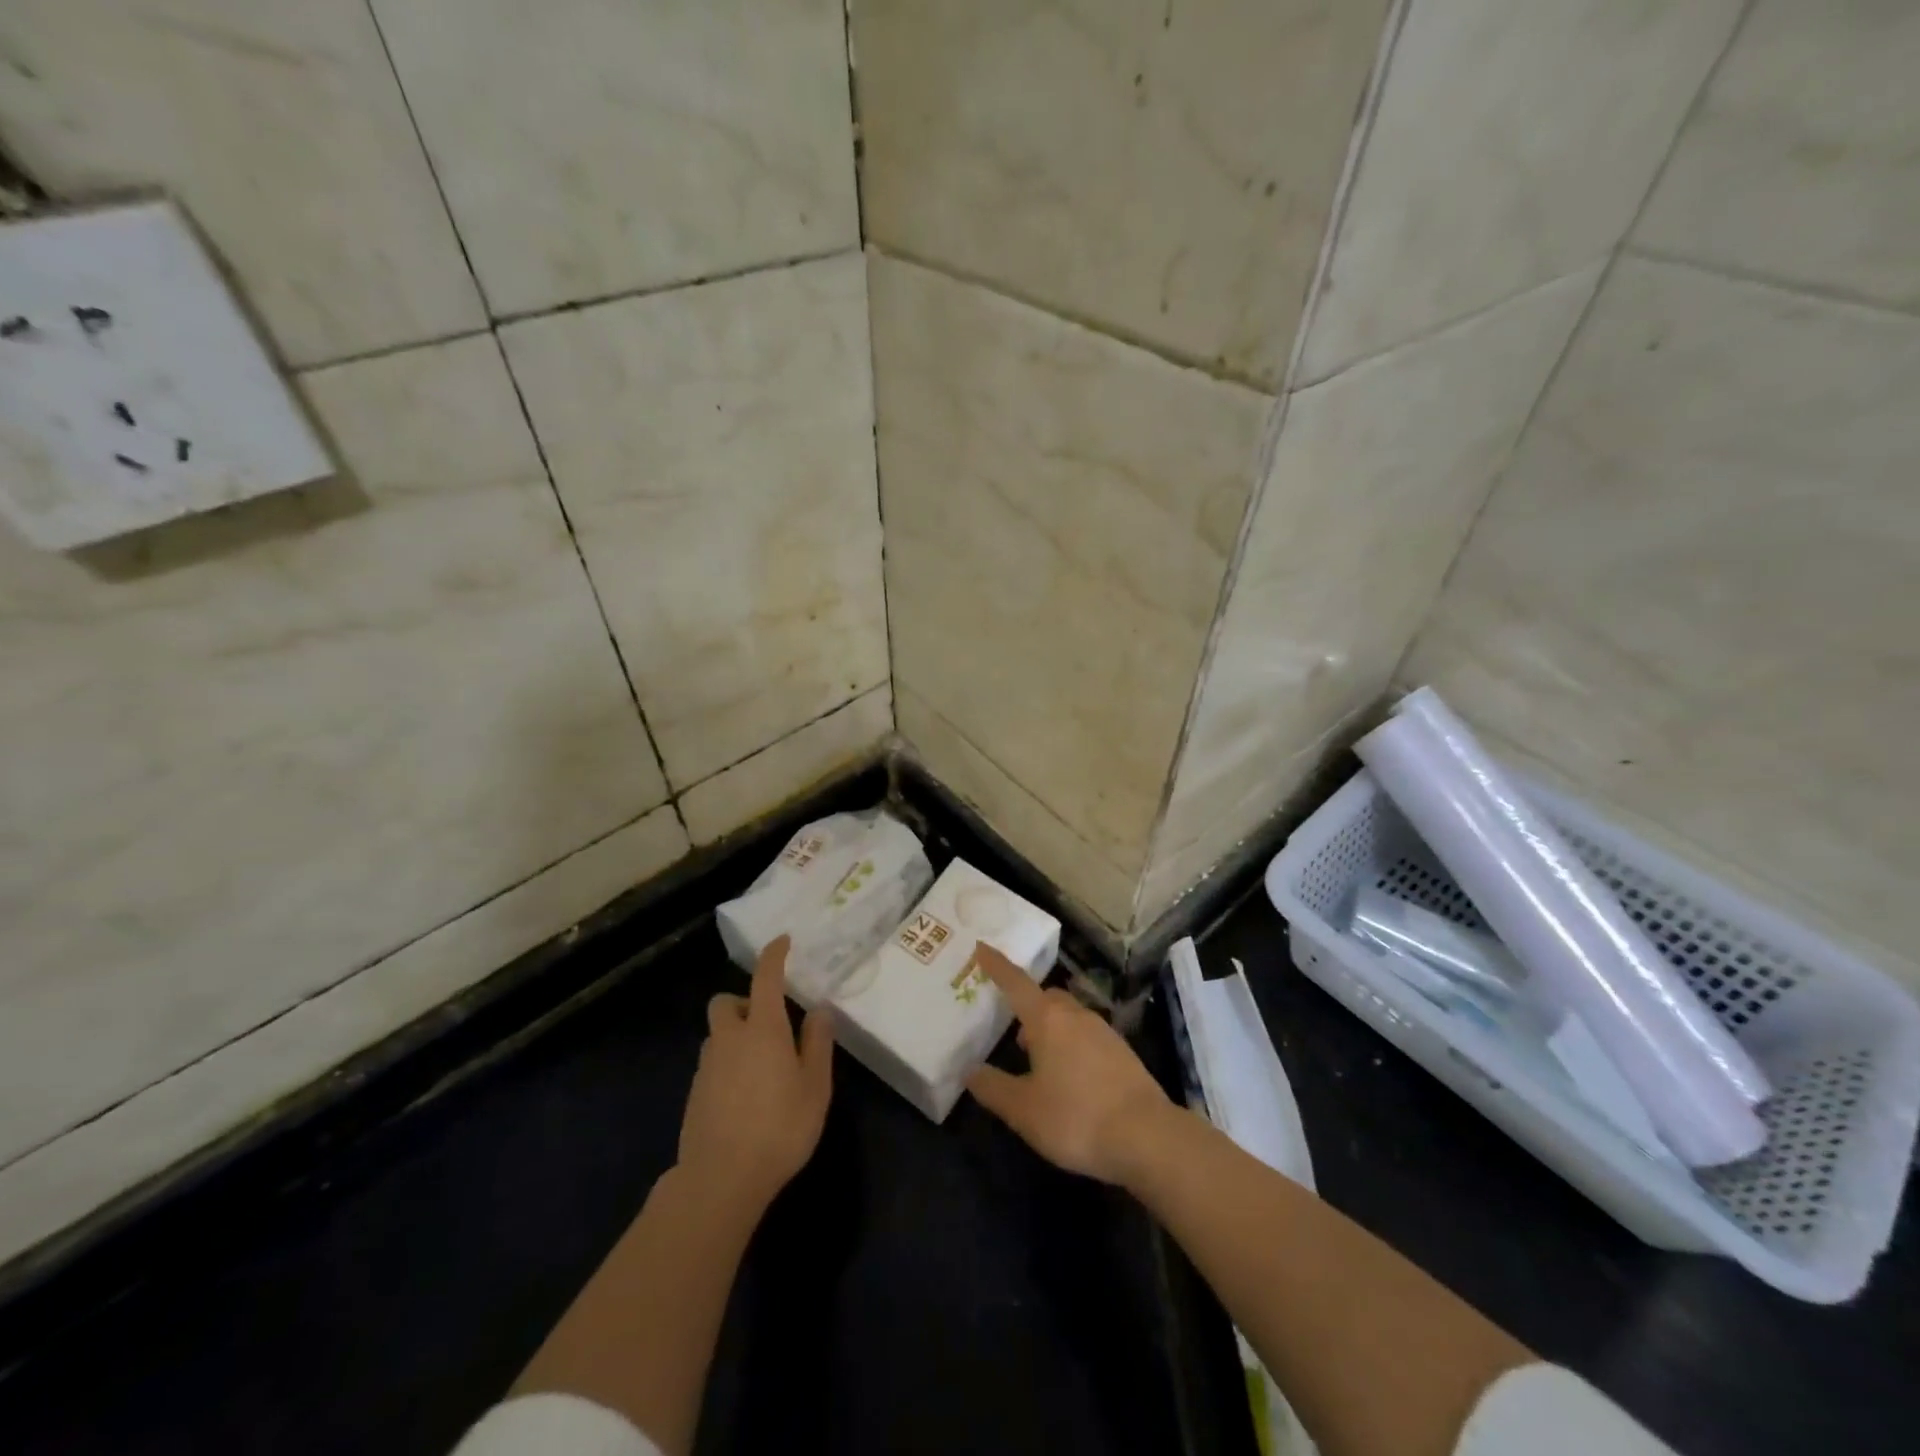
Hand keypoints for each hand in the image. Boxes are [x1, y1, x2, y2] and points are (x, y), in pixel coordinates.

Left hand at [677, 936, 833, 1214]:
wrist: (720, 1180)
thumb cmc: (779, 1128)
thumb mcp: (815, 1087)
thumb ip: (817, 1043)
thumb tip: (819, 1010)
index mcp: (763, 1029)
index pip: (766, 978)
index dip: (774, 955)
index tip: (783, 942)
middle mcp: (729, 1038)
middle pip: (725, 1002)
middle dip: (744, 1002)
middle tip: (769, 1024)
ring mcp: (706, 1067)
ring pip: (717, 1035)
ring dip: (735, 1036)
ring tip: (762, 1067)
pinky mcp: (694, 1094)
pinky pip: (712, 1064)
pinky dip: (727, 1066)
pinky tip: (745, 1097)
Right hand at [966, 946, 1172, 1184]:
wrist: (1147, 1137)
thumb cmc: (1076, 1117)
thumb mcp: (1023, 1110)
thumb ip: (993, 1087)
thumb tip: (971, 1071)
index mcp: (1047, 1019)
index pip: (1015, 982)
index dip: (996, 965)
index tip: (981, 946)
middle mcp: (1076, 1015)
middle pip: (1046, 997)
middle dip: (1028, 1005)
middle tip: (1012, 1029)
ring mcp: (1103, 1032)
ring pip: (1069, 1017)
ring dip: (1050, 1029)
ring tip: (1038, 1061)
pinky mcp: (1122, 1052)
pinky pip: (1087, 1036)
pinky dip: (1071, 1046)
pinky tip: (1070, 1078)